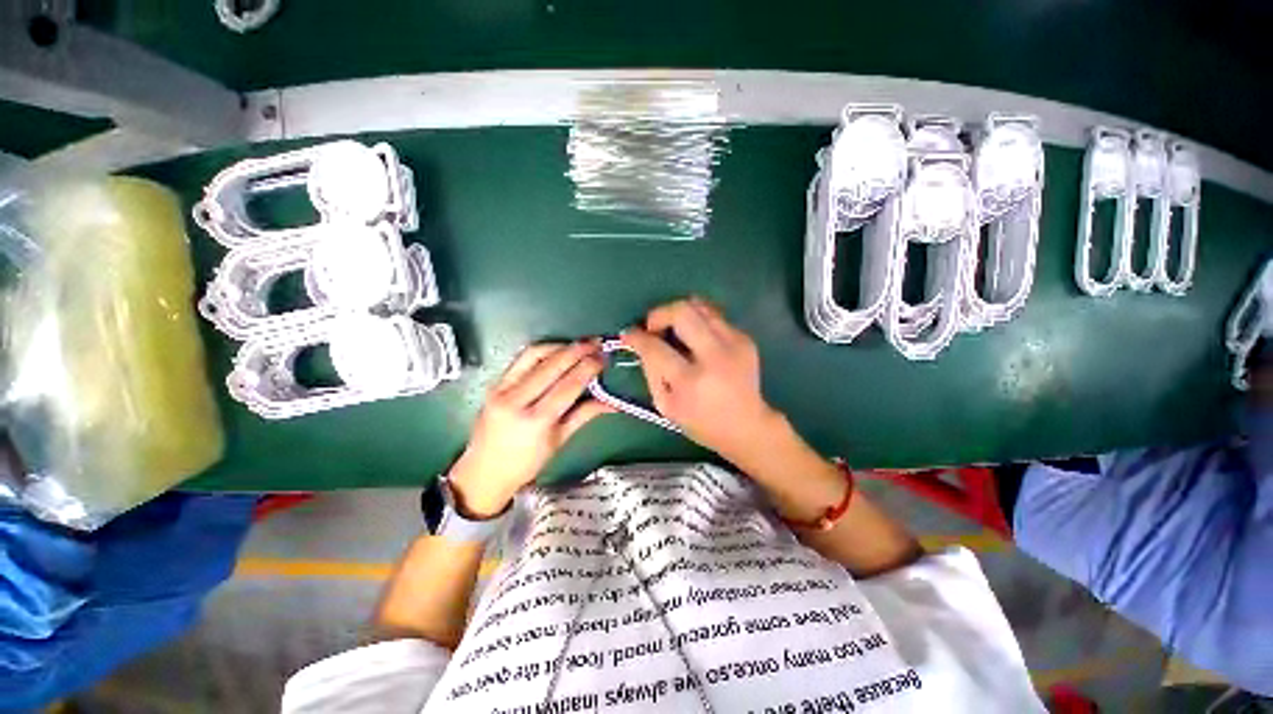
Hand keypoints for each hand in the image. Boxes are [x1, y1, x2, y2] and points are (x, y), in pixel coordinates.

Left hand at [447, 341, 612, 517]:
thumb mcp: (559, 441)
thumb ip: (585, 415)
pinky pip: (521, 359)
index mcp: (536, 421)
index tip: (603, 358)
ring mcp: (501, 390)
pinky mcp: (494, 384)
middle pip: (553, 365)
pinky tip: (556, 351)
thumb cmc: (525, 464)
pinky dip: (542, 351)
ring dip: (560, 346)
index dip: (589, 368)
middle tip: (596, 343)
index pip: (569, 385)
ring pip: (534, 355)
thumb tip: (611, 403)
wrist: (483, 473)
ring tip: (579, 345)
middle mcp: (516, 401)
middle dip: (578, 350)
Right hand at [621, 297, 783, 463]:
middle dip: (660, 313)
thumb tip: (641, 342)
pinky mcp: (745, 339)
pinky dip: (698, 321)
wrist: (747, 426)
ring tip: (673, 329)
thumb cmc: (701, 422)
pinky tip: (696, 338)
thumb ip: (651, 371)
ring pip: (700, 306)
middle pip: (683, 312)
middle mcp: (715, 356)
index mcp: (691, 381)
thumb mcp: (666, 406)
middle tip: (653, 327)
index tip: (629, 334)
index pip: (656, 348)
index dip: (637, 337)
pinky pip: (714, 316)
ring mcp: (735, 344)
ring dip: (680, 313)